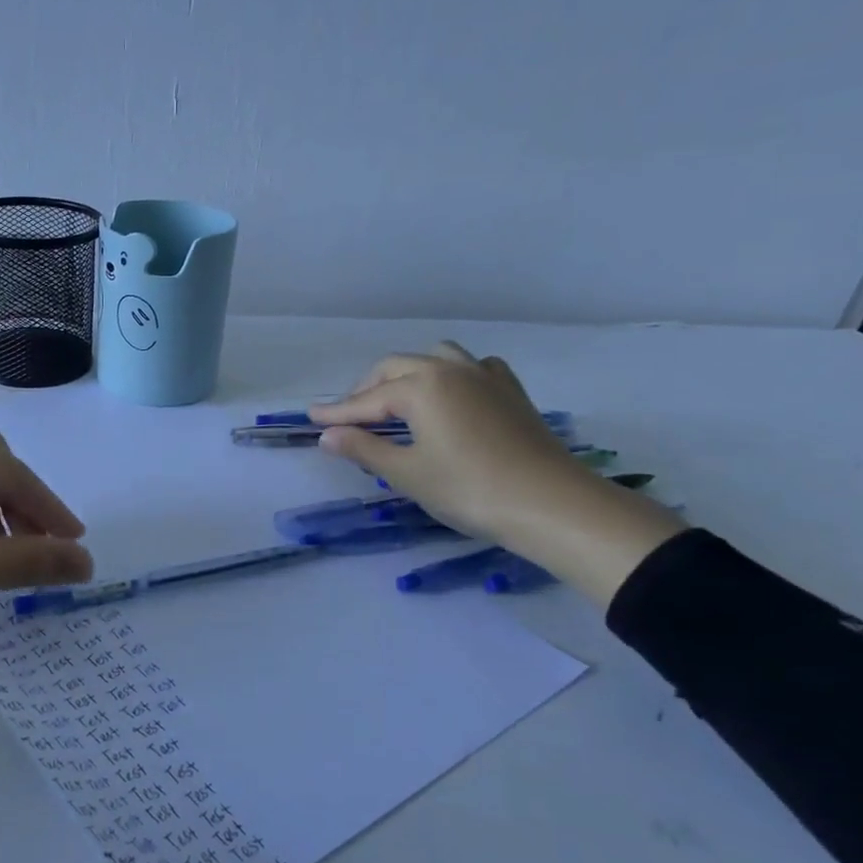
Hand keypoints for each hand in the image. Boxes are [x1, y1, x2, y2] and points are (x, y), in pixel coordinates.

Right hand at [308, 343, 683, 605]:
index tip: (311, 417)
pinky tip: (452, 396)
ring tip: (397, 400)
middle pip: (396, 368)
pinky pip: (473, 368)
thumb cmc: (469, 490)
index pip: (366, 400)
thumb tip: (327, 435)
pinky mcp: (510, 390)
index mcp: (420, 387)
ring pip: (435, 358)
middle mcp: (449, 369)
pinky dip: (452, 375)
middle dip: (368, 390)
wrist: (552, 504)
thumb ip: (364, 449)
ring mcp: (484, 376)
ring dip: (408, 374)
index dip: (337, 413)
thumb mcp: (407, 474)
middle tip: (349, 417)